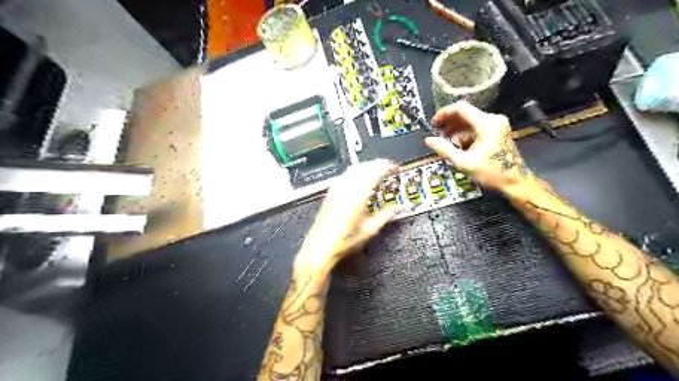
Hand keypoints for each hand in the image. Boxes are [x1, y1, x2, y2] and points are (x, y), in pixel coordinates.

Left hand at [297, 159, 397, 274]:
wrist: (321, 247)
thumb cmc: (345, 241)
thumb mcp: (369, 230)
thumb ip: (386, 215)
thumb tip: (398, 207)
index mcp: (357, 197)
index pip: (374, 173)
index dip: (386, 167)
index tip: (394, 168)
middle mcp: (346, 190)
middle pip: (363, 167)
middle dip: (377, 164)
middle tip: (388, 167)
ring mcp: (336, 190)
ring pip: (353, 169)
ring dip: (367, 166)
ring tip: (376, 169)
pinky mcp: (330, 193)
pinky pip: (344, 175)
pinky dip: (355, 171)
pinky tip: (359, 176)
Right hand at [425, 99, 533, 192]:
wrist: (515, 182)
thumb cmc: (493, 173)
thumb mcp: (464, 162)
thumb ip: (445, 149)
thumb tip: (428, 140)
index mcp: (487, 124)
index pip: (461, 108)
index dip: (444, 113)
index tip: (434, 123)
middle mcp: (493, 120)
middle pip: (465, 113)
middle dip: (449, 123)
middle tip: (437, 134)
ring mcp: (496, 125)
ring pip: (469, 121)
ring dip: (455, 129)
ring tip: (446, 141)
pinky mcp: (496, 131)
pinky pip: (475, 127)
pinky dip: (464, 134)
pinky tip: (458, 145)